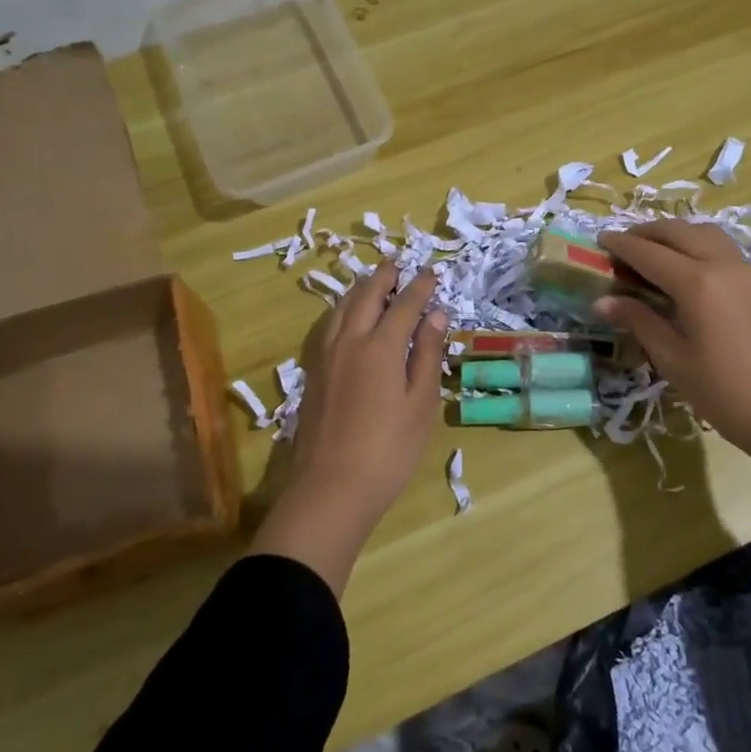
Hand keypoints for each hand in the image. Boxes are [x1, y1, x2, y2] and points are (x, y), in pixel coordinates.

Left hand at [249, 263, 447, 593]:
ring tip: (373, 282)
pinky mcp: (314, 372)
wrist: (331, 488)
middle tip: (398, 263)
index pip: (405, 304)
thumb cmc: (389, 449)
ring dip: (361, 289)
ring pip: (343, 308)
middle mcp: (351, 341)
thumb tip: (436, 314)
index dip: (420, 286)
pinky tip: (348, 317)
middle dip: (385, 276)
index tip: (431, 272)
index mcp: (382, 346)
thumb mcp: (421, 403)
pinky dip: (343, 309)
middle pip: (367, 296)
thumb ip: (428, 354)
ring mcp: (326, 356)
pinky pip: (329, 325)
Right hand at [595, 220, 750, 466]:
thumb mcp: (675, 361)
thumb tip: (603, 301)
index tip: (598, 240)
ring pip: (705, 234)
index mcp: (698, 282)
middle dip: (647, 233)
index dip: (621, 245)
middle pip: (679, 232)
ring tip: (653, 253)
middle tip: (621, 245)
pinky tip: (687, 271)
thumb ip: (640, 322)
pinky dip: (697, 246)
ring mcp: (749, 272)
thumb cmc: (728, 394)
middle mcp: (724, 265)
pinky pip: (723, 249)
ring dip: (675, 235)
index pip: (649, 252)